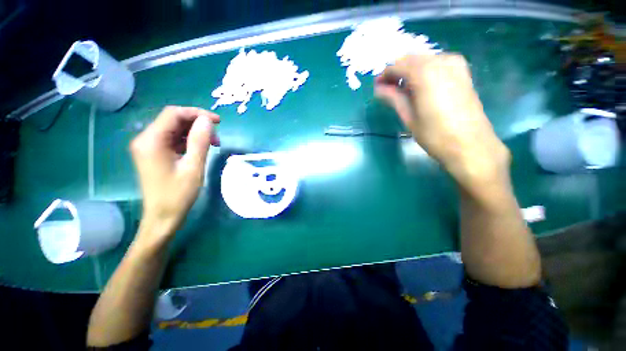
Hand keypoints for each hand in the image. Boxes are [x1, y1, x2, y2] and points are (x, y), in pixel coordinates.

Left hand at [130, 106, 219, 242]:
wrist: (162, 217)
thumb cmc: (178, 195)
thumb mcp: (193, 167)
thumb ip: (200, 141)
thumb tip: (207, 120)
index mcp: (151, 141)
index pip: (174, 114)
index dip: (197, 114)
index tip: (218, 122)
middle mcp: (146, 139)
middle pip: (173, 120)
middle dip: (198, 124)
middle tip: (217, 137)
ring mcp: (149, 147)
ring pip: (175, 130)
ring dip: (195, 133)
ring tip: (213, 145)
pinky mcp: (154, 154)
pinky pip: (173, 140)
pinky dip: (189, 141)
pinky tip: (201, 149)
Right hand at [375, 54, 509, 188]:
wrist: (470, 145)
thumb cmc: (435, 135)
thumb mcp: (409, 117)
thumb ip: (393, 98)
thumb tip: (378, 89)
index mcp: (425, 73)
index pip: (397, 66)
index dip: (384, 75)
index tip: (377, 87)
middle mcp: (441, 61)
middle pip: (411, 59)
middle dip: (396, 72)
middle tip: (387, 89)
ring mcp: (455, 64)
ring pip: (424, 60)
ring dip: (410, 71)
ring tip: (401, 91)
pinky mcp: (462, 72)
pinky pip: (437, 63)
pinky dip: (424, 71)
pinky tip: (419, 87)